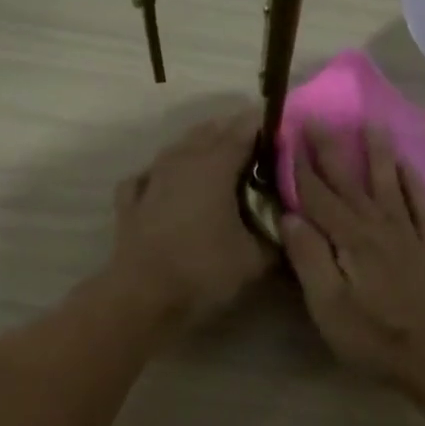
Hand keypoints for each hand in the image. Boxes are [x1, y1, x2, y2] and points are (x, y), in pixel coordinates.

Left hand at [108, 108, 272, 327]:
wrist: (144, 298)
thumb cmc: (205, 271)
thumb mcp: (257, 258)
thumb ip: (279, 234)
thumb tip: (293, 222)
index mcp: (215, 165)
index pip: (245, 129)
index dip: (267, 126)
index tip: (286, 132)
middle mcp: (181, 160)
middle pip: (211, 131)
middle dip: (236, 132)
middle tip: (260, 148)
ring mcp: (151, 178)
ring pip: (179, 148)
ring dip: (201, 147)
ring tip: (222, 161)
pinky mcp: (130, 201)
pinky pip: (150, 174)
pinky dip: (165, 173)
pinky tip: (170, 184)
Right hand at [280, 123, 424, 389]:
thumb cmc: (373, 337)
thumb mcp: (328, 307)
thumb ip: (309, 259)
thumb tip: (290, 216)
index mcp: (350, 239)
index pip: (318, 195)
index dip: (299, 167)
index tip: (286, 136)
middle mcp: (379, 226)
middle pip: (350, 181)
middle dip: (331, 149)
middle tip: (318, 117)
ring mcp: (407, 234)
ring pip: (388, 183)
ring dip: (378, 152)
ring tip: (371, 123)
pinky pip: (420, 205)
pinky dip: (412, 182)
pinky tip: (407, 166)